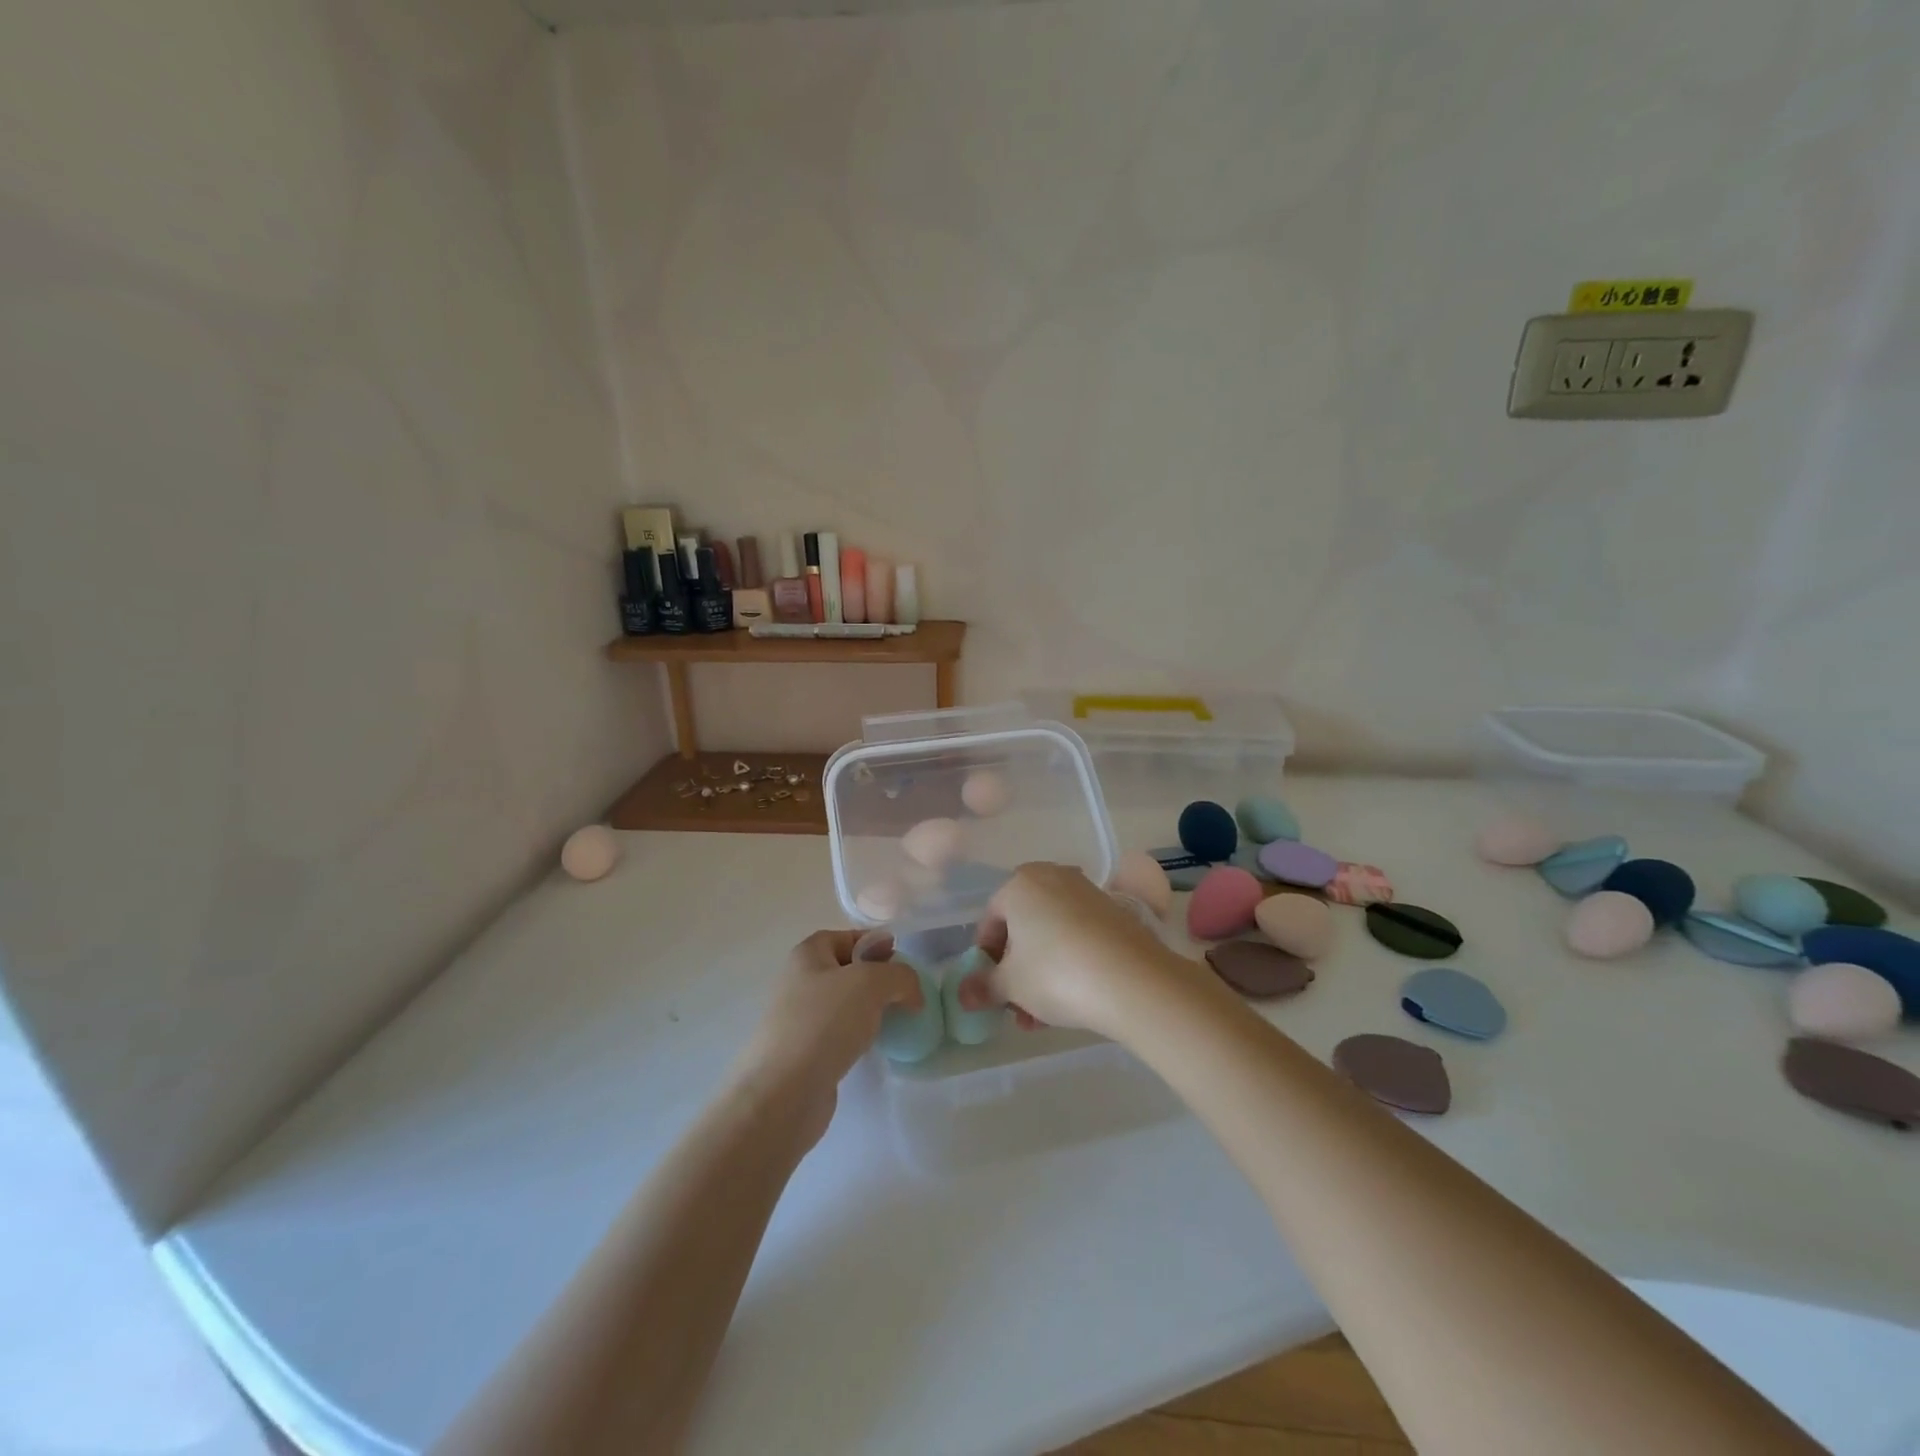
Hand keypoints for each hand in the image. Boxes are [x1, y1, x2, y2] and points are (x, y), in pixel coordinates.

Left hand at [735, 930, 920, 1147]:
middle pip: (847, 970)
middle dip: (878, 979)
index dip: (875, 944)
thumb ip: (901, 976)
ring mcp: (799, 1020)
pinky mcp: (804, 1054)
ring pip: (844, 1005)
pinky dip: (858, 1038)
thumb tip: (911, 993)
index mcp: (807, 954)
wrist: (784, 1093)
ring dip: (870, 1011)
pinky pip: (838, 1035)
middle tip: (905, 994)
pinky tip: (873, 1048)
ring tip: (894, 1022)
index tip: (902, 962)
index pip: (846, 937)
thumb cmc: (824, 1022)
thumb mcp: (872, 983)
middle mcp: (799, 981)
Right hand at [964, 863, 1191, 1037]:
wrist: (1133, 980)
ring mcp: (1087, 893)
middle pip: (1022, 926)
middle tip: (1015, 1005)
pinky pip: (1079, 936)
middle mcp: (1053, 877)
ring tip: (1042, 1017)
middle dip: (1015, 969)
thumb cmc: (1056, 973)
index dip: (984, 957)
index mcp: (1020, 883)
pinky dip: (1069, 962)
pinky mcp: (1115, 912)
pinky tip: (1072, 999)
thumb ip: (983, 986)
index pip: (989, 920)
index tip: (989, 989)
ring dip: (1041, 972)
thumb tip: (962, 994)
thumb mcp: (1010, 985)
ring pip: (1051, 934)